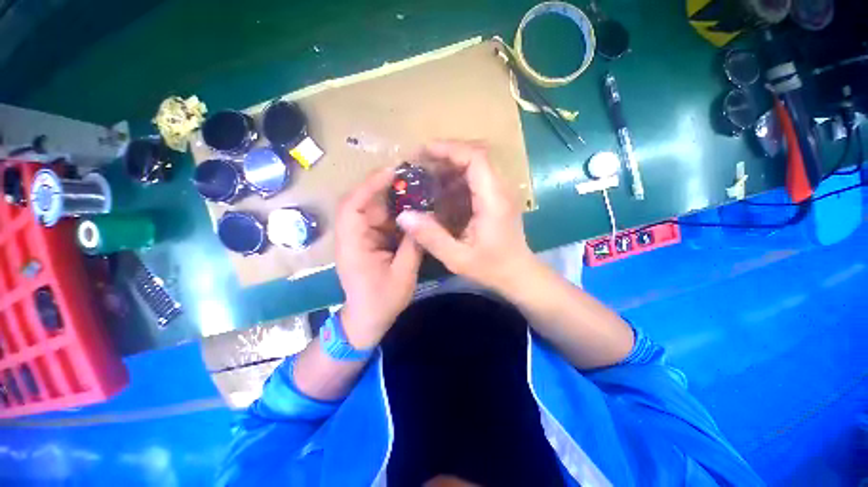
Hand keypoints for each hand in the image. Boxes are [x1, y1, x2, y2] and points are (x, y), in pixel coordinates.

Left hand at [335, 166, 422, 348]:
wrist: (367, 318)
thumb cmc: (382, 301)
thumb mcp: (403, 275)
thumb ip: (412, 245)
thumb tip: (422, 219)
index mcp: (353, 245)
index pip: (352, 206)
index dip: (369, 185)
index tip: (392, 172)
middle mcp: (352, 235)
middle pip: (363, 202)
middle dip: (385, 187)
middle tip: (410, 176)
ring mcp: (360, 236)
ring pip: (374, 209)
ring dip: (393, 198)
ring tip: (416, 187)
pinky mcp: (369, 239)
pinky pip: (381, 219)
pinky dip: (396, 212)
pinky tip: (413, 207)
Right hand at [397, 141, 538, 292]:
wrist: (519, 274)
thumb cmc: (492, 268)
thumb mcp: (457, 258)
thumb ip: (431, 237)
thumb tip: (403, 216)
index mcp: (493, 200)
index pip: (476, 158)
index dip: (449, 149)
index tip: (424, 152)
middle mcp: (500, 189)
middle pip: (477, 154)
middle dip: (447, 153)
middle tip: (421, 162)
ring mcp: (501, 192)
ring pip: (477, 164)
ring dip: (451, 165)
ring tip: (427, 175)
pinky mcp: (497, 198)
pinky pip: (477, 177)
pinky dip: (457, 177)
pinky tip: (442, 190)